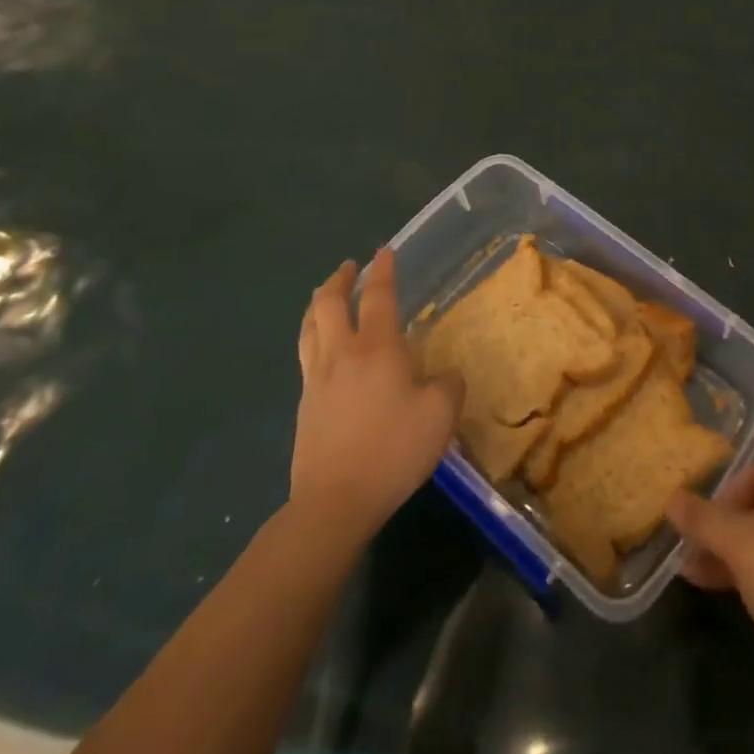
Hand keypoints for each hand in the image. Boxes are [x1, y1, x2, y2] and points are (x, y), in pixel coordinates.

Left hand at [291, 249, 463, 548]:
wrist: (335, 502)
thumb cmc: (393, 451)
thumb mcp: (440, 416)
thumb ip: (449, 385)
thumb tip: (445, 374)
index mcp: (377, 348)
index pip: (378, 296)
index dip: (383, 270)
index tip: (385, 251)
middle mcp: (342, 353)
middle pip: (329, 303)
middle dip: (339, 279)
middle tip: (350, 267)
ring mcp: (317, 378)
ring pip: (309, 326)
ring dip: (317, 303)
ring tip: (324, 295)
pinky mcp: (304, 404)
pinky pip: (306, 354)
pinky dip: (312, 334)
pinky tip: (321, 346)